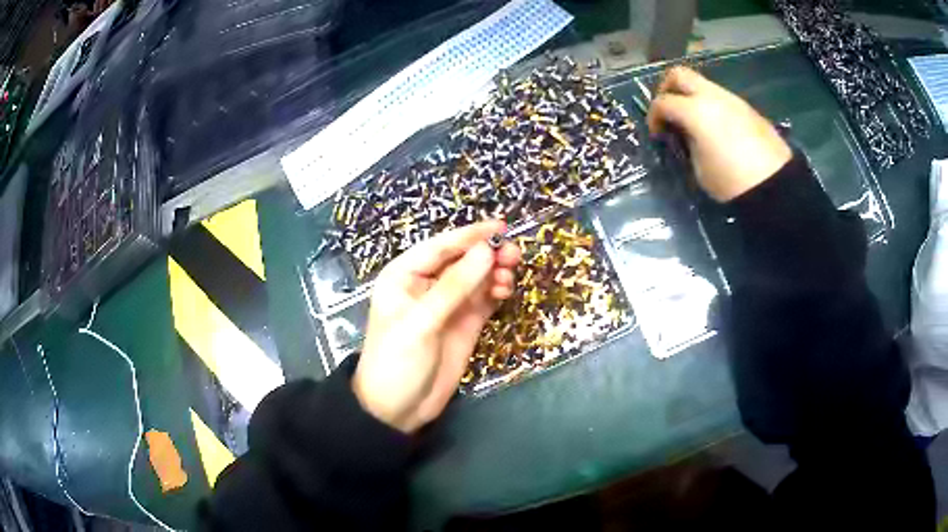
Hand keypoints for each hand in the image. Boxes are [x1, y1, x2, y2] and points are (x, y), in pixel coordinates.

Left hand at [352, 221, 521, 432]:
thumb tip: (486, 251)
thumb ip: (454, 287)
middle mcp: (427, 285)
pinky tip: (505, 291)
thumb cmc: (397, 361)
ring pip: (476, 278)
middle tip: (513, 254)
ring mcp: (448, 305)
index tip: (500, 227)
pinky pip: (483, 298)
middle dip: (487, 254)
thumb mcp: (421, 322)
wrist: (398, 409)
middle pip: (462, 260)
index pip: (440, 247)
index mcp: (404, 276)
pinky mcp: (464, 323)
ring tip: (510, 276)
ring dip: (494, 272)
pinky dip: (496, 291)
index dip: (470, 235)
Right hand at [647, 67, 792, 201]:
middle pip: (679, 74)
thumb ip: (687, 142)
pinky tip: (717, 129)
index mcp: (695, 111)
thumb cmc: (732, 182)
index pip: (663, 102)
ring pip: (702, 84)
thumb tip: (686, 134)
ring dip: (691, 97)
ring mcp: (732, 99)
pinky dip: (711, 106)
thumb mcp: (699, 168)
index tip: (657, 135)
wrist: (775, 185)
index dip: (654, 116)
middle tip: (669, 111)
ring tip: (695, 123)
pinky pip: (721, 98)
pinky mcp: (747, 108)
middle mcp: (711, 96)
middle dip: (667, 88)